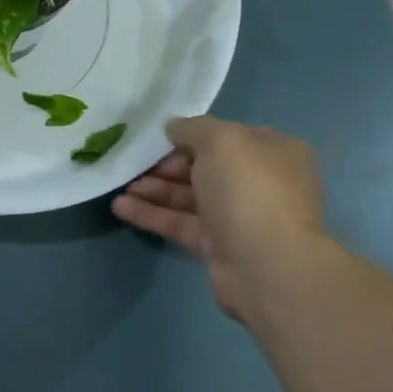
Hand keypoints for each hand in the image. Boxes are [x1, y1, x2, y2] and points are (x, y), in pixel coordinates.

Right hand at [112, 116, 327, 322]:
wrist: (266, 264)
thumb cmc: (249, 190)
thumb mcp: (221, 141)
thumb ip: (193, 128)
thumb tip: (173, 126)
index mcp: (272, 151)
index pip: (227, 137)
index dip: (191, 135)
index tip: (157, 138)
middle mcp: (258, 182)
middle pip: (205, 167)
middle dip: (167, 165)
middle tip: (134, 164)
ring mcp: (238, 216)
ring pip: (190, 197)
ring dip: (154, 189)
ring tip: (120, 185)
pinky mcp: (218, 246)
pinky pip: (181, 223)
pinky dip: (152, 214)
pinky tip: (121, 207)